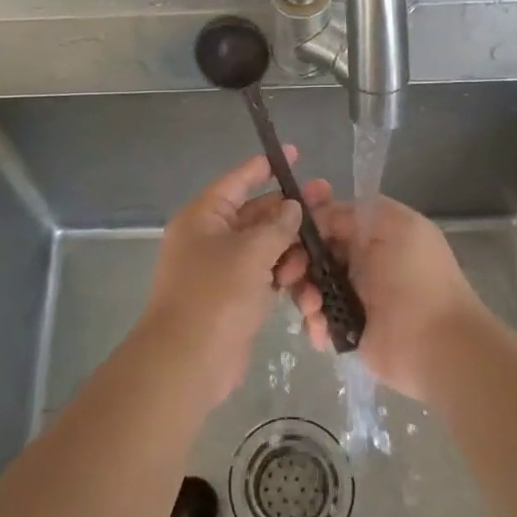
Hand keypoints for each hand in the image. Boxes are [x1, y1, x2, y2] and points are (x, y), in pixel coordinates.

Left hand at [140, 149, 332, 403]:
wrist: (188, 362)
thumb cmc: (215, 296)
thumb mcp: (250, 253)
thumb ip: (276, 226)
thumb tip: (291, 207)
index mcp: (203, 217)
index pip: (237, 182)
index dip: (264, 167)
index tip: (294, 154)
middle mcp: (209, 238)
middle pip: (255, 214)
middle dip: (289, 211)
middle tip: (328, 200)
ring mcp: (221, 269)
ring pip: (263, 246)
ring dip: (289, 248)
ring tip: (318, 251)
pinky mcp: (234, 297)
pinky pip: (263, 275)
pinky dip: (282, 274)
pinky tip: (306, 278)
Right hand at [282, 194, 489, 400]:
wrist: (438, 345)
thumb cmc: (417, 278)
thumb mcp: (393, 225)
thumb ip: (351, 213)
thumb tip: (314, 216)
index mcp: (375, 232)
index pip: (330, 216)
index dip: (307, 217)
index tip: (285, 222)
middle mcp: (362, 260)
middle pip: (313, 251)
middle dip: (296, 259)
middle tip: (290, 273)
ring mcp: (353, 296)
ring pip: (310, 285)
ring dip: (304, 293)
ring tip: (313, 307)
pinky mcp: (347, 329)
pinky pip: (317, 319)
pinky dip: (314, 323)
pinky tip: (321, 330)